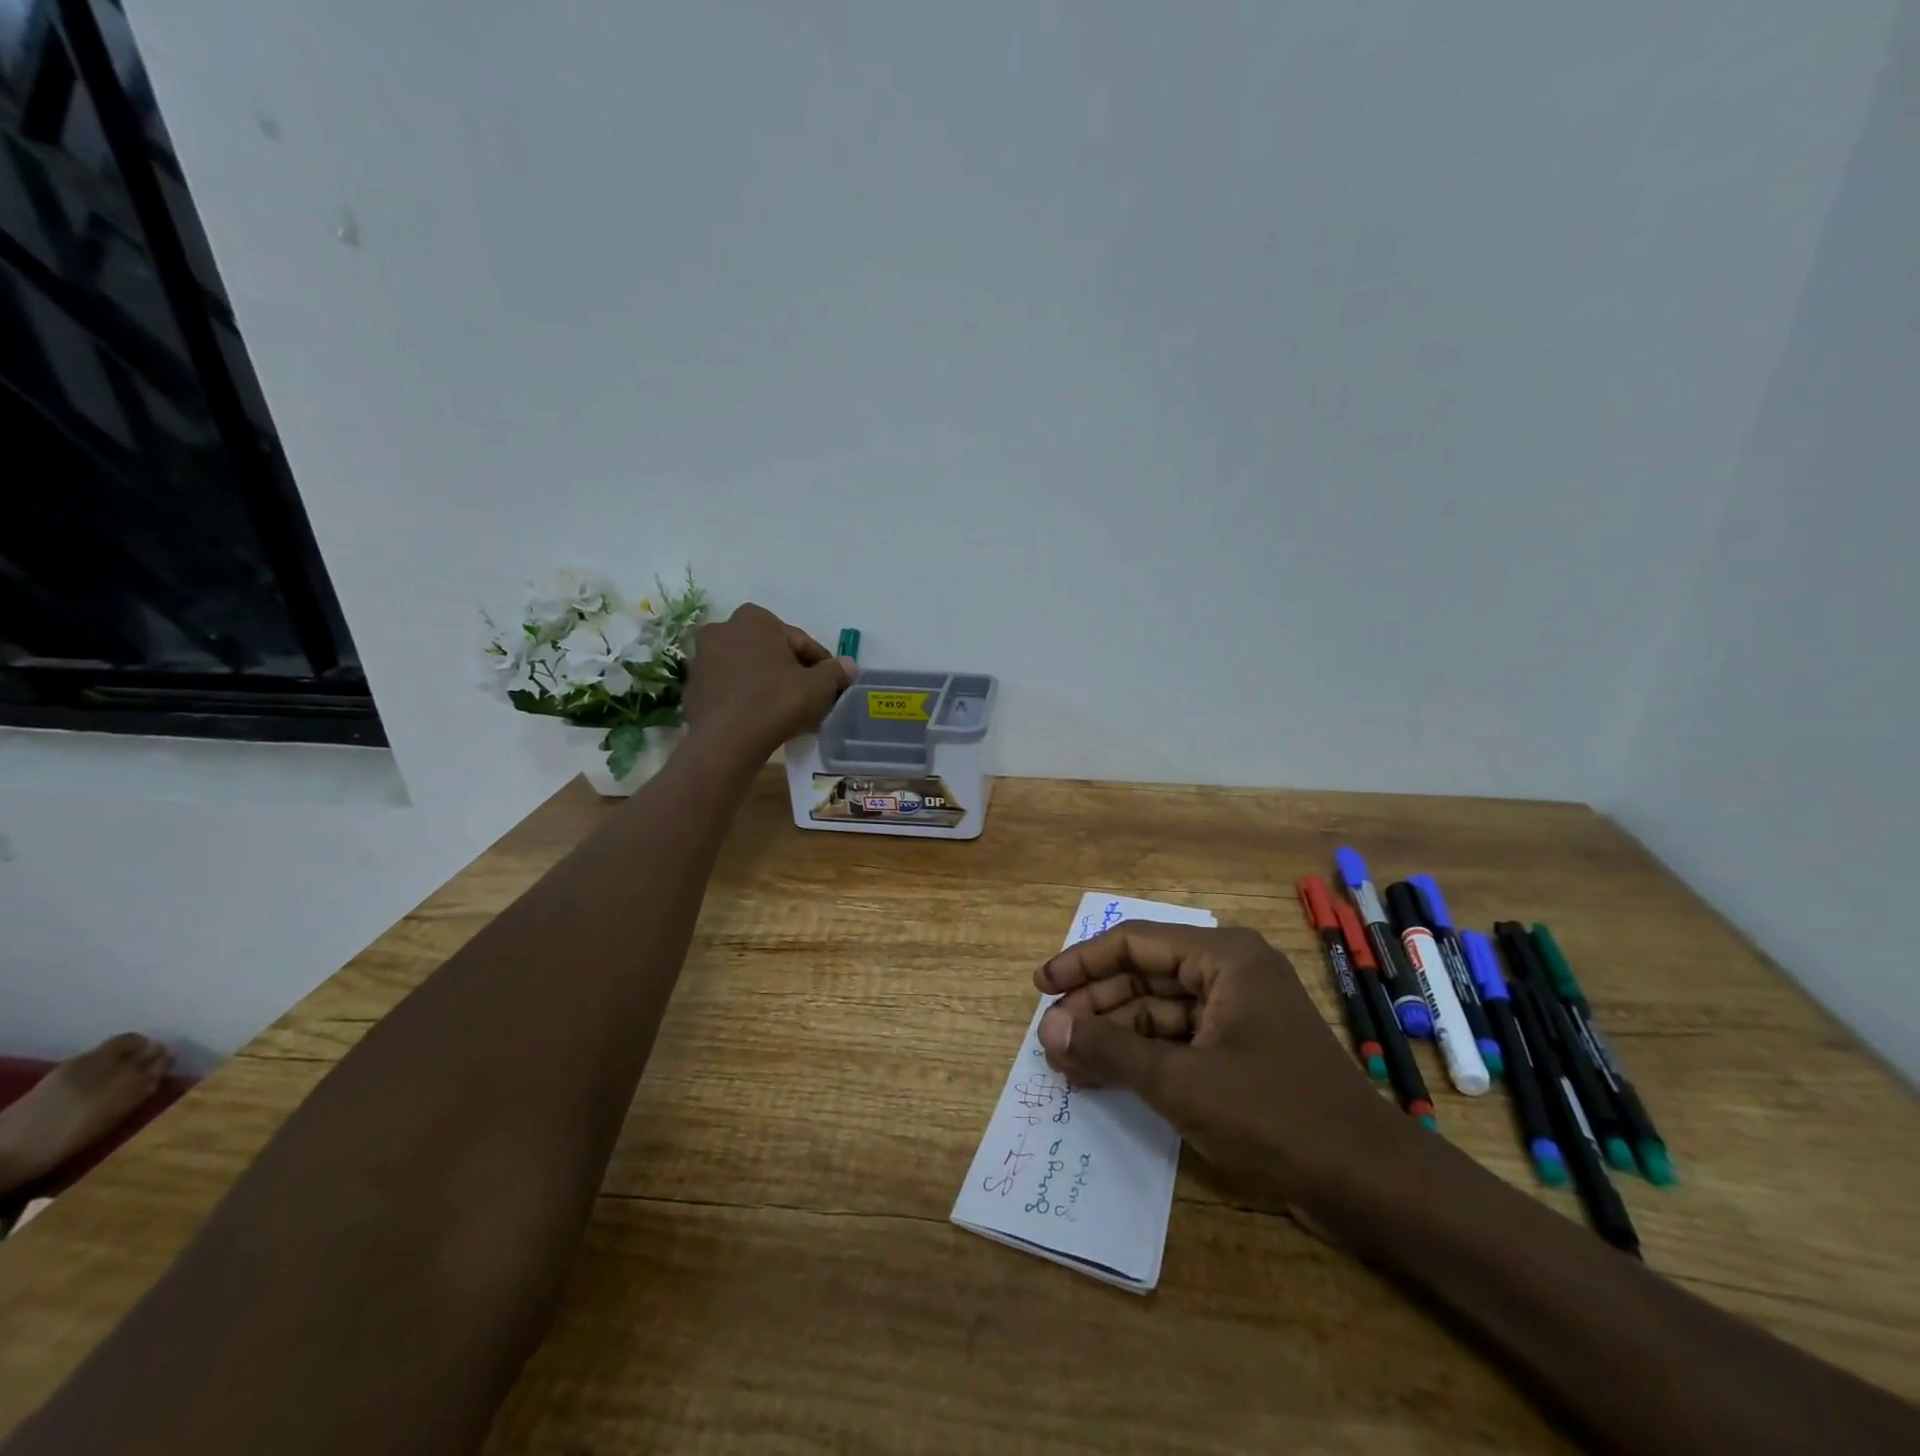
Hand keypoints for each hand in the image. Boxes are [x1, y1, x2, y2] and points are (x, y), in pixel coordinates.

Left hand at [681, 604, 853, 759]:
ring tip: (786, 710)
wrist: (727, 742)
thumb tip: (848, 665)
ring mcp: (702, 658)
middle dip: (790, 670)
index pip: (799, 641)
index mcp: (754, 619)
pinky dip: (745, 697)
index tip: (831, 684)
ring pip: (748, 669)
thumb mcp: (818, 686)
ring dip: (766, 683)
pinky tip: (761, 718)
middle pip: (770, 651)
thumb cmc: (776, 702)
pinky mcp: (692, 687)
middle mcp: (722, 629)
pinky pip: (729, 688)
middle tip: (809, 697)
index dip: (820, 664)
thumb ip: (835, 671)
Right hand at [1033, 923, 1408, 1209]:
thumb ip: (1109, 1049)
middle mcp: (1229, 972)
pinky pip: (1179, 1039)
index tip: (1041, 986)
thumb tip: (1049, 1029)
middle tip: (1052, 1037)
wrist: (1370, 1184)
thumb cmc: (1275, 1114)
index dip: (1082, 961)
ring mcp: (1237, 1012)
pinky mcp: (1241, 1050)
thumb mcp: (1181, 1081)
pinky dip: (1142, 1056)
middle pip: (1144, 975)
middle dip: (1096, 1005)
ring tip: (1068, 1061)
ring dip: (1114, 1034)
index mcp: (1223, 956)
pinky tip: (1106, 1076)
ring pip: (1158, 1010)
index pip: (1135, 943)